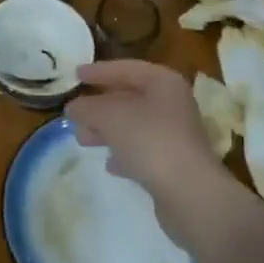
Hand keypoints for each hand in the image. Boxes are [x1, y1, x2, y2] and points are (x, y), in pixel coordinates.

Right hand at [68, 60, 221, 210]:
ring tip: (83, 139)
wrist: (190, 194)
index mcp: (163, 83)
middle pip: (130, 97)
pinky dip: (124, 153)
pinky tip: (109, 164)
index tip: (75, 75)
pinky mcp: (174, 163)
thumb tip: (73, 107)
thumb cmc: (150, 141)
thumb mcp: (110, 117)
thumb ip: (88, 108)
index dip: (99, 71)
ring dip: (108, 130)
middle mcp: (173, 104)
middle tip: (75, 113)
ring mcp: (175, 135)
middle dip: (100, 106)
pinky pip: (142, 150)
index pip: (126, 68)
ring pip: (134, 125)